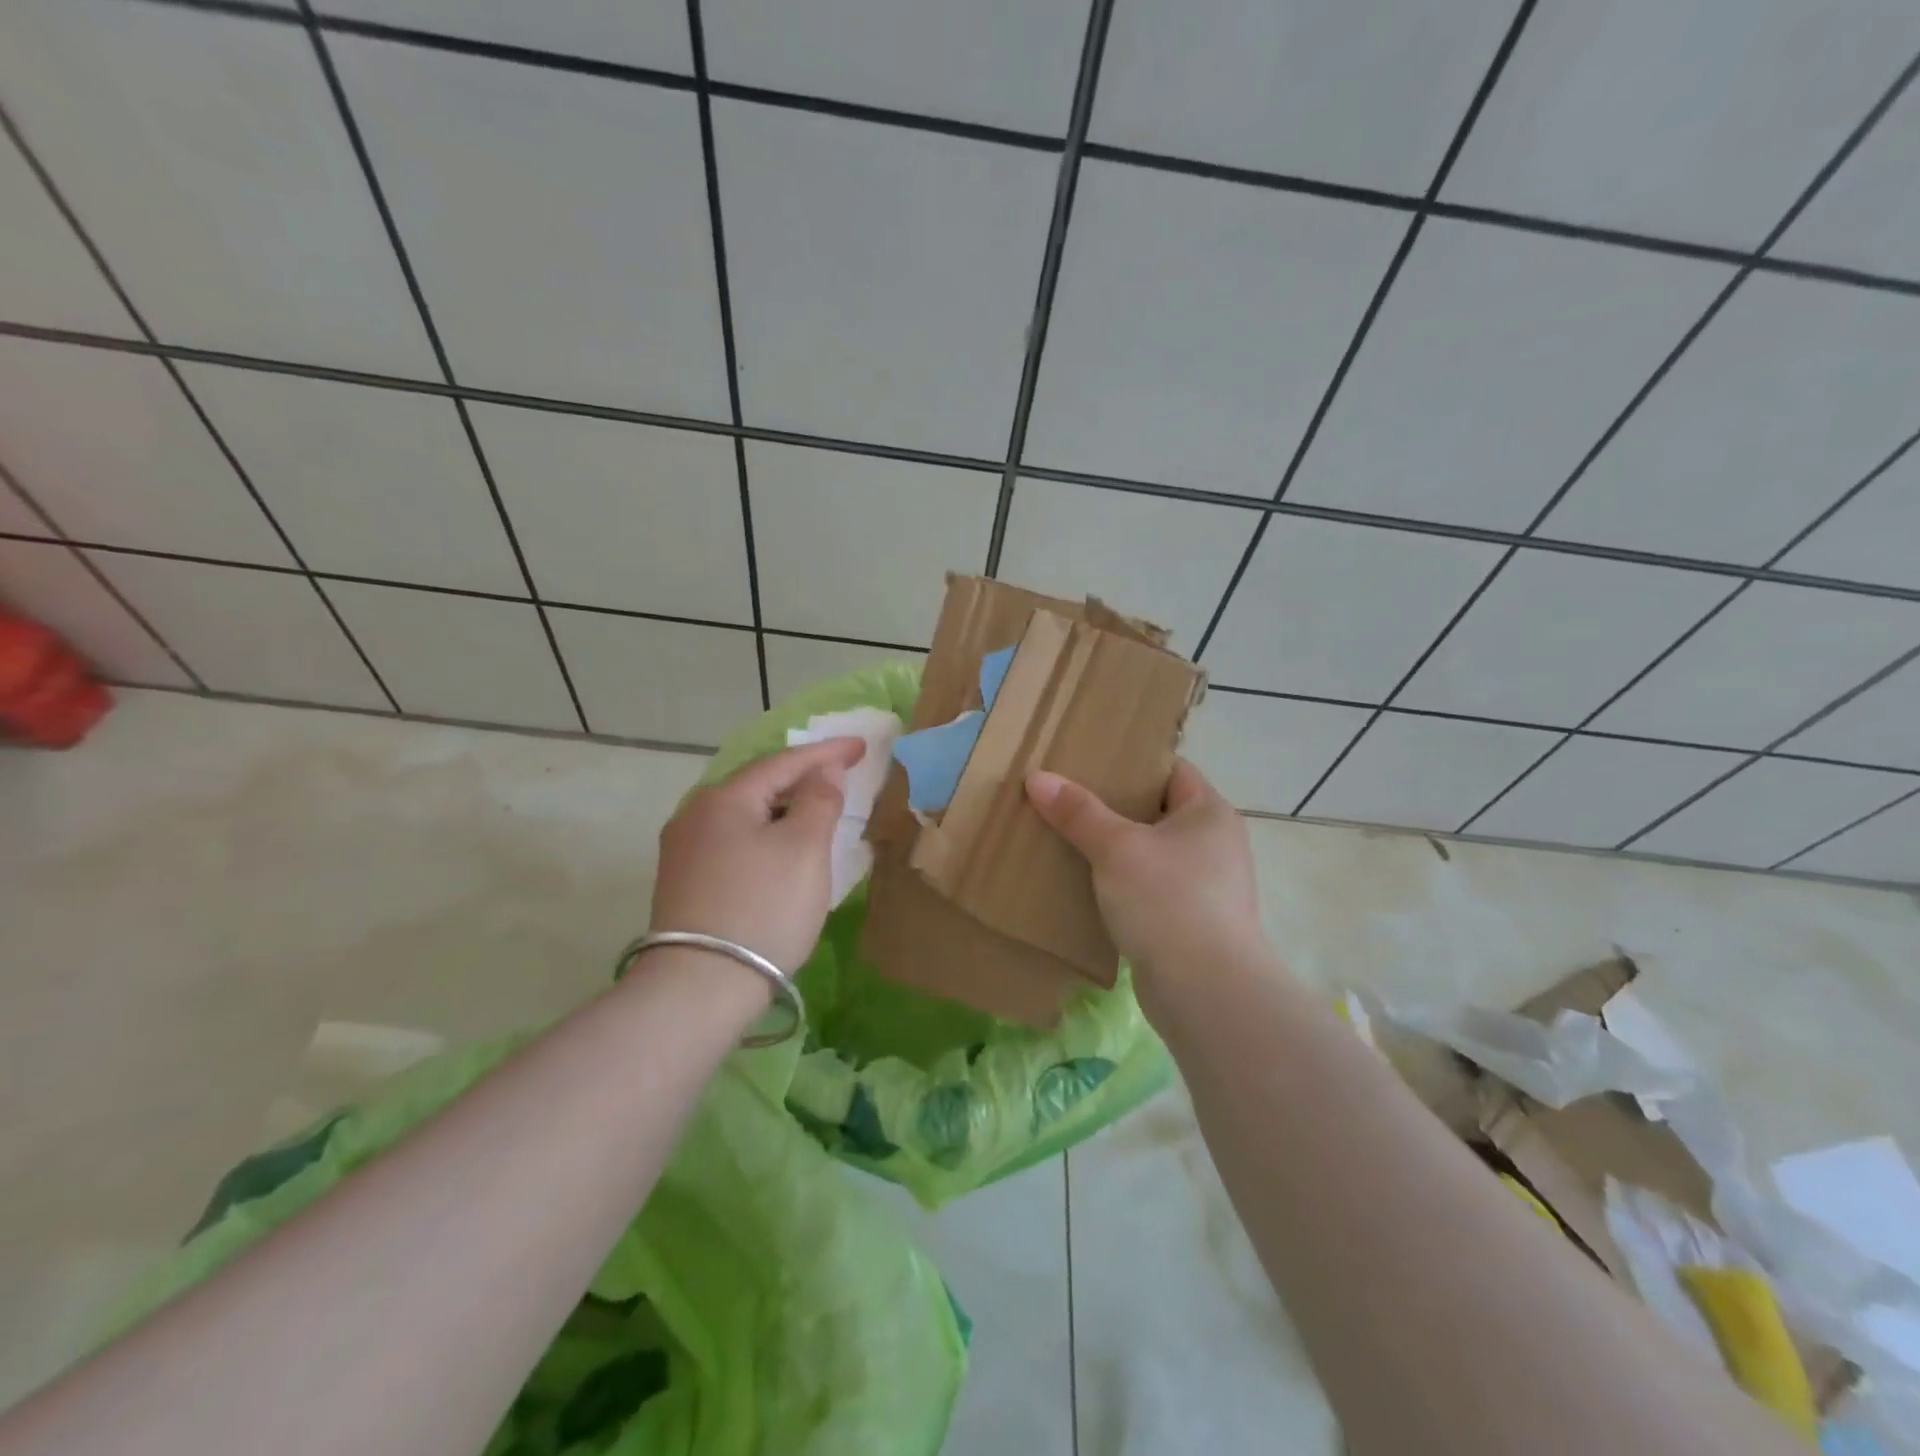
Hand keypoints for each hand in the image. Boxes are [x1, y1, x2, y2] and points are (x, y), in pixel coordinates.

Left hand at [650, 737, 866, 973]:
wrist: (699, 988)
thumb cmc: (763, 908)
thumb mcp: (805, 849)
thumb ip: (819, 800)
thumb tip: (823, 770)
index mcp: (724, 798)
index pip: (784, 762)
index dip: (826, 752)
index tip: (861, 745)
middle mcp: (694, 815)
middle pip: (758, 784)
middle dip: (801, 777)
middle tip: (839, 774)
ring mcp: (683, 851)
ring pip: (744, 814)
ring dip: (782, 807)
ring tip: (814, 808)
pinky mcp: (683, 883)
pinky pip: (733, 840)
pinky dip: (764, 833)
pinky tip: (778, 847)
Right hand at [1026, 759, 1267, 1007]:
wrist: (1205, 991)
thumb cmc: (1168, 901)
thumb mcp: (1116, 848)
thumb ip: (1078, 812)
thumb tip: (1037, 777)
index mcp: (1209, 813)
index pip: (1171, 770)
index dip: (1131, 763)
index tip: (1089, 761)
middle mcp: (1215, 844)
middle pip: (1157, 811)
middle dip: (1113, 807)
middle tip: (1067, 798)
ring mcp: (1206, 886)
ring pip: (1151, 853)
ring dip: (1114, 850)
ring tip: (1068, 838)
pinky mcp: (1190, 922)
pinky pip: (1150, 889)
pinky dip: (1121, 884)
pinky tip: (1086, 885)